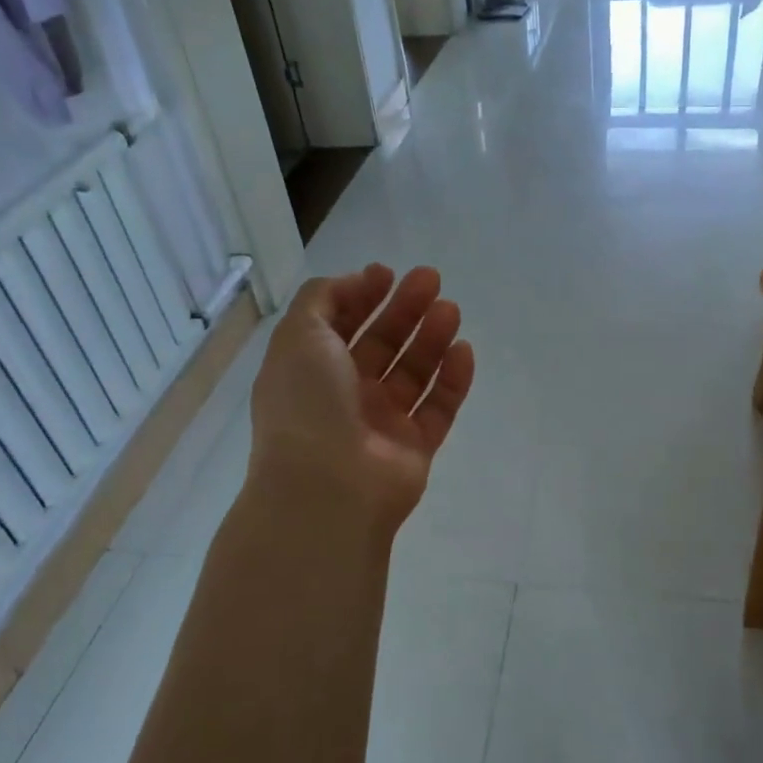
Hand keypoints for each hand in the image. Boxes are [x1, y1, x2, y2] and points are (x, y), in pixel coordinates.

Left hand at [248, 264, 475, 533]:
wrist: (329, 489)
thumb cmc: (307, 405)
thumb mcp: (298, 336)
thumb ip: (323, 298)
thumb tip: (356, 281)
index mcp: (310, 370)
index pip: (339, 326)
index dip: (362, 296)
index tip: (388, 273)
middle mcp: (345, 394)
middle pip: (381, 344)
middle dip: (404, 309)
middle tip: (431, 280)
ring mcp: (382, 423)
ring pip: (412, 372)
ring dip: (431, 337)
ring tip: (450, 309)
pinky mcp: (415, 447)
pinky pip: (438, 407)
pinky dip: (452, 379)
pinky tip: (463, 349)